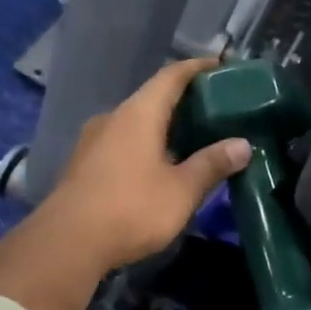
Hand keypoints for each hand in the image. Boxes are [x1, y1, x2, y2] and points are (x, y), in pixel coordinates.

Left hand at [40, 58, 252, 273]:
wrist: (67, 243)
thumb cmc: (131, 209)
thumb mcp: (181, 190)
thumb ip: (212, 164)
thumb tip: (243, 144)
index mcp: (138, 113)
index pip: (171, 76)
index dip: (196, 68)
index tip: (220, 66)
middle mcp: (112, 118)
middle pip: (151, 100)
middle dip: (182, 102)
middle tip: (213, 111)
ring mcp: (92, 142)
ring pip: (133, 124)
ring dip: (161, 128)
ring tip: (190, 142)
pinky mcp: (82, 166)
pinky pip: (120, 145)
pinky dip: (143, 147)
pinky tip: (157, 168)